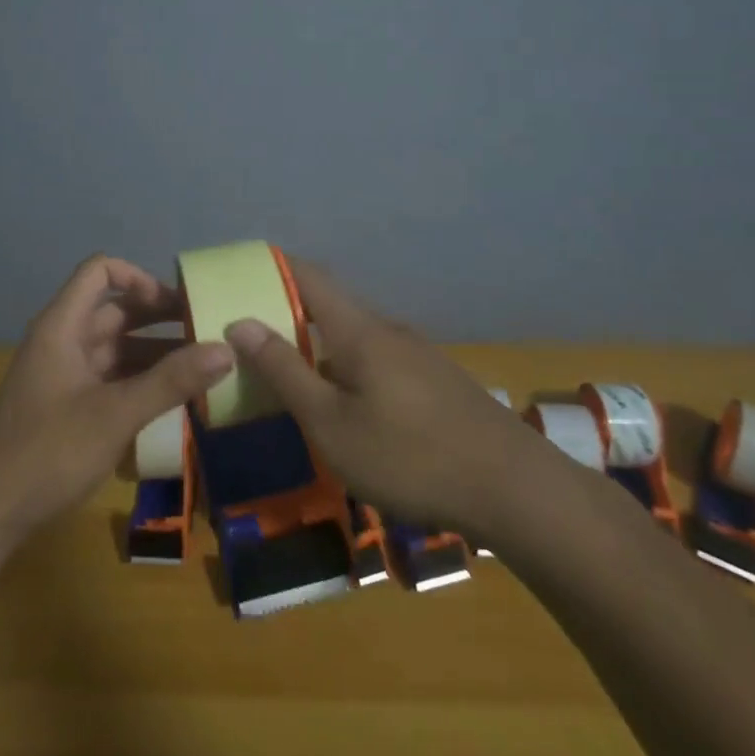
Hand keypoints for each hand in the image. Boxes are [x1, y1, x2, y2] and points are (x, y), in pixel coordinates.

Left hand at [0, 254, 231, 553]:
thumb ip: (171, 380)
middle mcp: (64, 341)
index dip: (139, 278)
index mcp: (63, 326)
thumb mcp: (116, 414)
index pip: (100, 272)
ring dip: (157, 352)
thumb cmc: (48, 452)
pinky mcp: (70, 405)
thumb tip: (227, 349)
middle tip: (208, 330)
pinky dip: (143, 380)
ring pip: (118, 347)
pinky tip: (177, 399)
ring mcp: (66, 375)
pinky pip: (113, 378)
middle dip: (160, 316)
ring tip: (204, 366)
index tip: (176, 304)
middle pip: (116, 310)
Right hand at [224, 260, 530, 538]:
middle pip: (332, 305)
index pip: (310, 276)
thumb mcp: (332, 424)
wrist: (514, 488)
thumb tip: (240, 322)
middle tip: (254, 338)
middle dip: (291, 312)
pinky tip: (348, 405)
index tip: (243, 273)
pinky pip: (379, 359)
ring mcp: (418, 354)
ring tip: (293, 375)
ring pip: (356, 336)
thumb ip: (285, 372)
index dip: (275, 266)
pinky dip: (349, 367)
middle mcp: (389, 330)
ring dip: (322, 345)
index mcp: (359, 330)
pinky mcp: (437, 381)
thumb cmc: (409, 456)